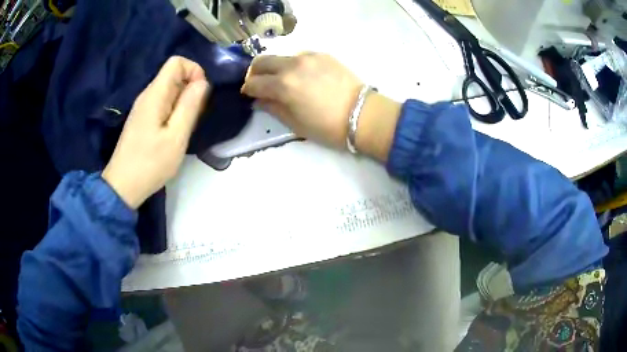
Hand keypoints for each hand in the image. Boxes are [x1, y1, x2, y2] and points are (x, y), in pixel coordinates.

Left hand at [102, 56, 209, 208]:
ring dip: (183, 102)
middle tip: (193, 117)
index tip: (200, 94)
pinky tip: (173, 132)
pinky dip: (174, 111)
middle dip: (190, 89)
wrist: (123, 186)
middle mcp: (147, 95)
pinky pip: (163, 103)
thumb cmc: (150, 164)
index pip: (176, 62)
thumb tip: (202, 82)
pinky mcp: (142, 118)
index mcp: (155, 94)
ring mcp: (143, 107)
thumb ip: (190, 106)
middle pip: (173, 75)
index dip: (194, 70)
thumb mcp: (176, 137)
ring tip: (184, 127)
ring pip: (169, 90)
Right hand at [241, 53, 362, 147]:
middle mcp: (292, 65)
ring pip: (280, 56)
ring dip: (275, 67)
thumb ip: (272, 108)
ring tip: (282, 80)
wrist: (363, 115)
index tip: (249, 94)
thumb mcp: (295, 124)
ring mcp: (309, 57)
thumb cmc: (328, 127)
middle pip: (262, 61)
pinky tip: (302, 76)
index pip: (253, 82)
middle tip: (259, 83)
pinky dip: (293, 64)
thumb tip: (259, 99)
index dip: (248, 89)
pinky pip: (299, 56)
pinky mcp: (322, 54)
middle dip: (255, 72)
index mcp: (283, 85)